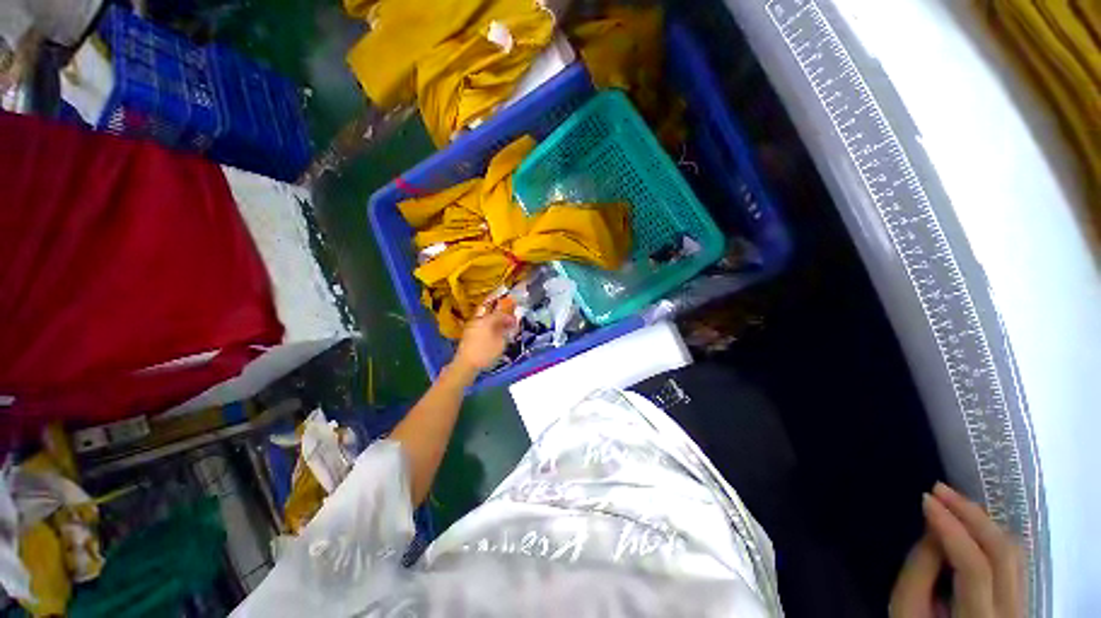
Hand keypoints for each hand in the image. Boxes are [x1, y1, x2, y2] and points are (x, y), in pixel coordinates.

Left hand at [449, 307, 515, 377]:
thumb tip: (508, 327)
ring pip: (485, 322)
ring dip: (494, 325)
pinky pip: (480, 327)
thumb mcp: (500, 344)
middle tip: (508, 325)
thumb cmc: (485, 353)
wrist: (465, 364)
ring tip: (501, 332)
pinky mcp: (467, 334)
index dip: (508, 318)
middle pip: (491, 316)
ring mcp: (471, 327)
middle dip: (500, 320)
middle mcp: (478, 320)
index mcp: (486, 320)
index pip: (499, 314)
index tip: (515, 322)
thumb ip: (506, 333)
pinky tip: (491, 336)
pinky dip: (487, 329)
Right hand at [890, 482, 1025, 617]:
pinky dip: (990, 534)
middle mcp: (1011, 612)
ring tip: (952, 501)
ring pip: (1012, 552)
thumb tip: (933, 527)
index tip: (925, 498)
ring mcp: (1022, 605)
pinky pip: (1013, 558)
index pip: (974, 567)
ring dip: (982, 521)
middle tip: (939, 488)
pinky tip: (970, 523)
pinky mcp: (1021, 598)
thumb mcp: (907, 609)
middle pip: (1002, 553)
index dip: (951, 529)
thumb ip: (919, 569)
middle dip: (971, 515)